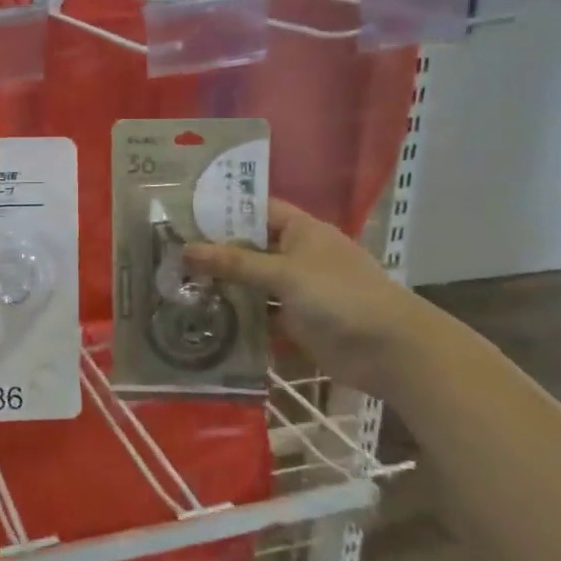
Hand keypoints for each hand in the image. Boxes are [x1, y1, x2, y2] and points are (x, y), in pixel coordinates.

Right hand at [184, 199, 425, 374]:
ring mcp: (297, 290)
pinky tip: (203, 316)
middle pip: (250, 247)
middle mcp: (298, 256)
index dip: (225, 210)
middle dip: (215, 251)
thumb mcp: (284, 273)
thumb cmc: (340, 296)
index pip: (258, 210)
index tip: (185, 213)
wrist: (390, 351)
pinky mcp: (295, 321)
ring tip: (177, 284)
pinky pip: (259, 313)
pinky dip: (237, 315)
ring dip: (223, 285)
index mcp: (302, 231)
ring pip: (252, 282)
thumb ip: (235, 263)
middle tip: (170, 252)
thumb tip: (185, 250)